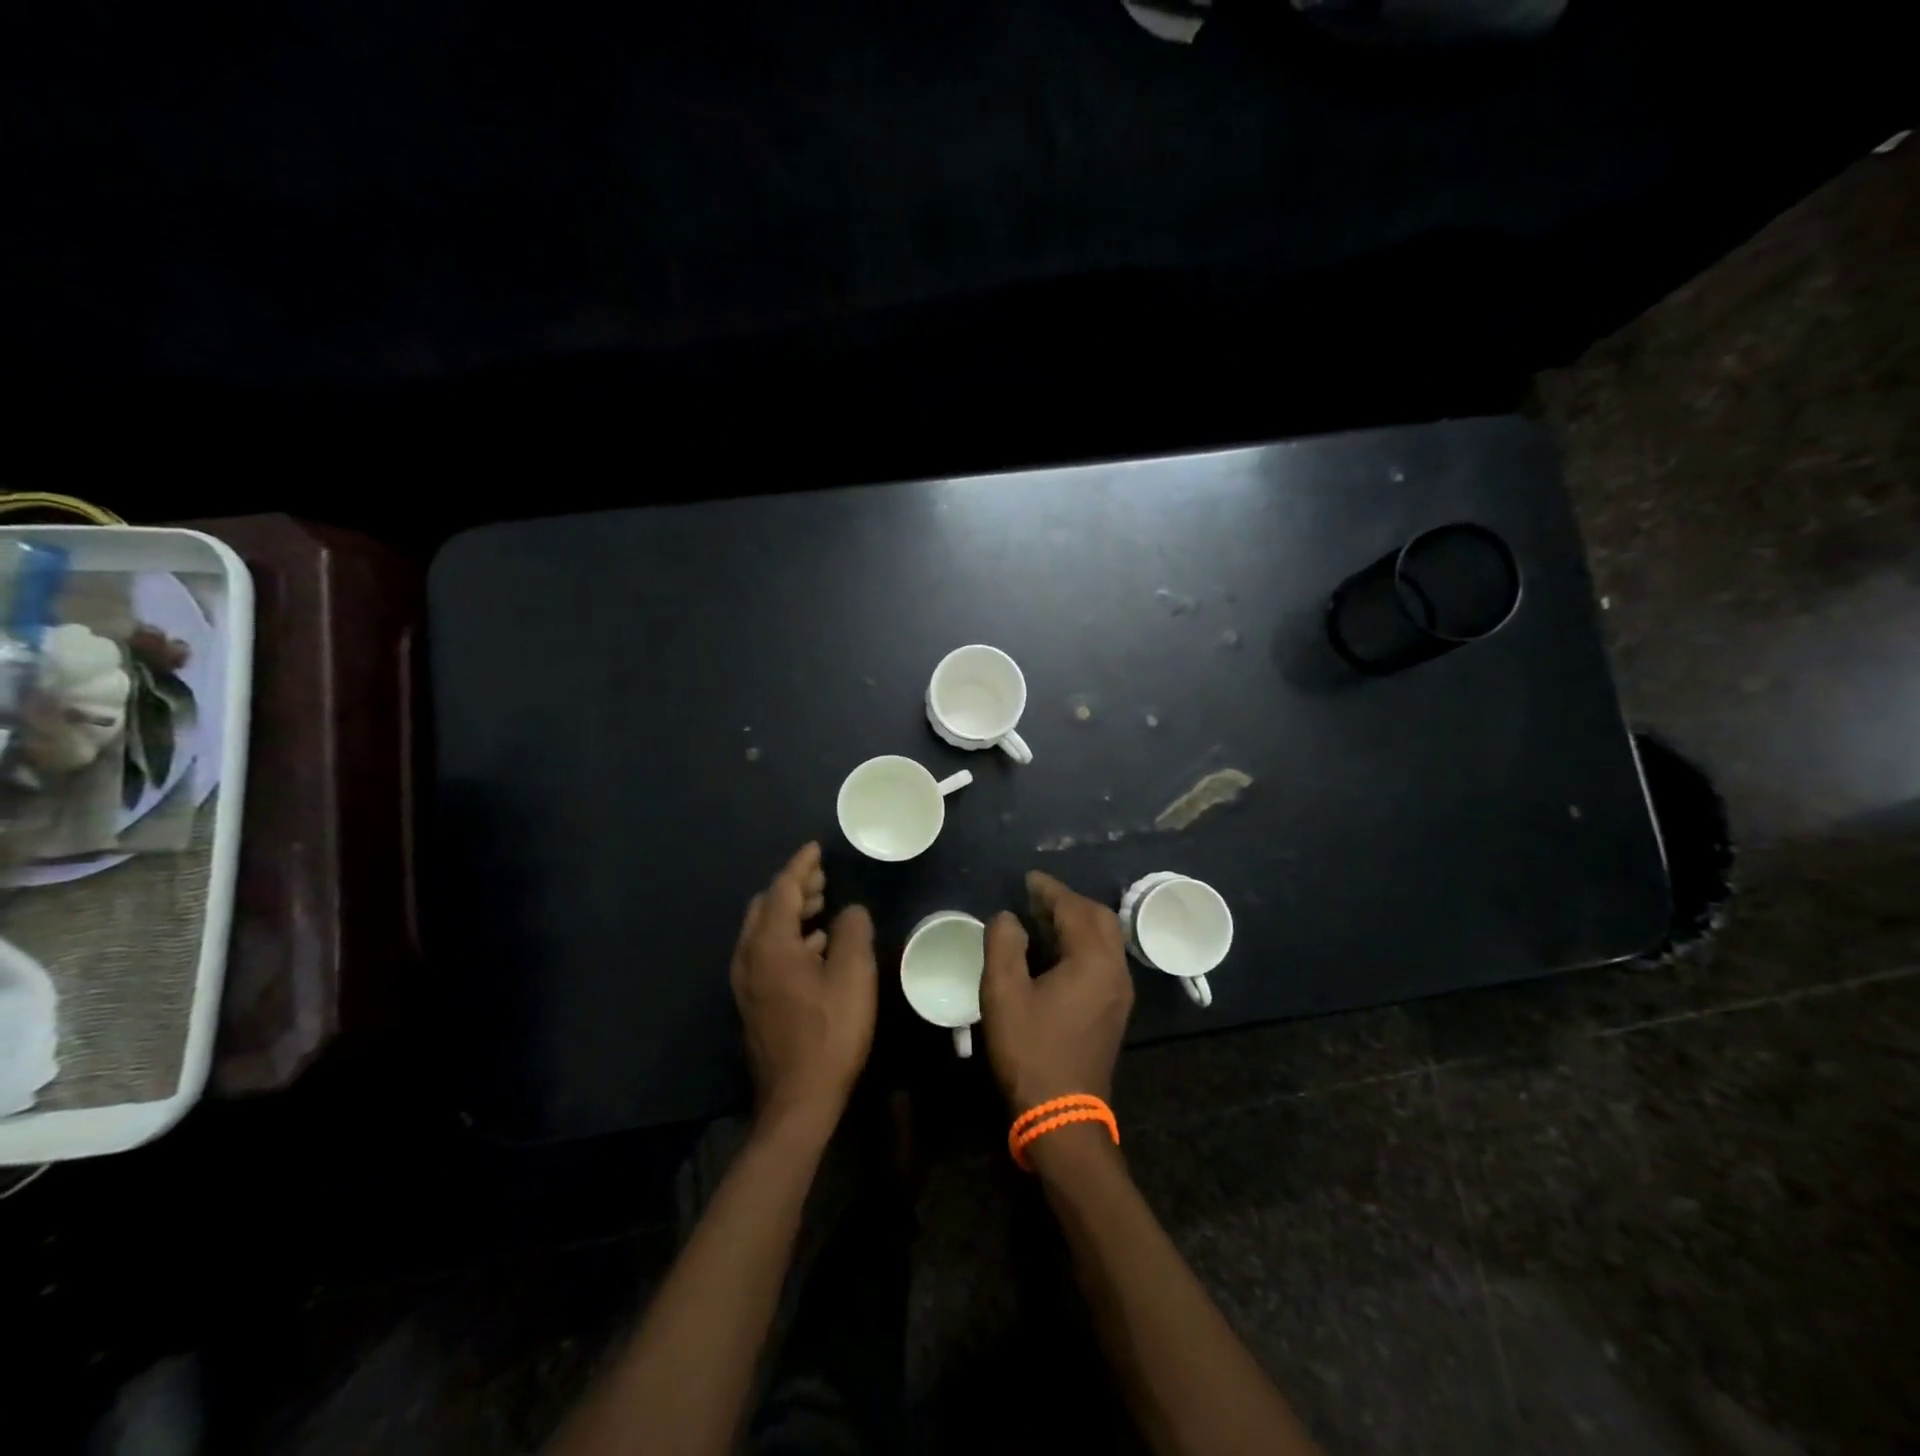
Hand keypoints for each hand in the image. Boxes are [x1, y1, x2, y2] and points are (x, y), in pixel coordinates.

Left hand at [730, 843, 876, 1129]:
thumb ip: (851, 932)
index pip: (783, 889)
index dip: (801, 865)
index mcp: (770, 944)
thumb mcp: (852, 975)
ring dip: (791, 912)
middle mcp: (749, 957)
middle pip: (766, 906)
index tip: (816, 848)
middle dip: (794, 887)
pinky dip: (789, 937)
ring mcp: (747, 983)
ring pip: (764, 931)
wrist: (797, 1100)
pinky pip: (766, 953)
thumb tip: (849, 910)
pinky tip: (815, 947)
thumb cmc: (830, 1032)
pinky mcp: (753, 1003)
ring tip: (823, 906)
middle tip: (823, 878)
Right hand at [981, 870, 1134, 1112]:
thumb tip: (1008, 917)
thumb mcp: (1003, 994)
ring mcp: (1119, 993)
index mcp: (1093, 960)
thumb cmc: (1031, 1051)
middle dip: (1068, 902)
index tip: (1027, 879)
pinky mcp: (1114, 1011)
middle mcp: (1115, 970)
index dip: (1049, 890)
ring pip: (1104, 940)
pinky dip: (1081, 944)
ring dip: (1076, 922)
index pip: (1074, 909)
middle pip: (1099, 919)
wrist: (1063, 1116)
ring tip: (1040, 920)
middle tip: (1034, 898)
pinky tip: (1054, 953)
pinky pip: (1102, 960)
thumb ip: (1004, 945)